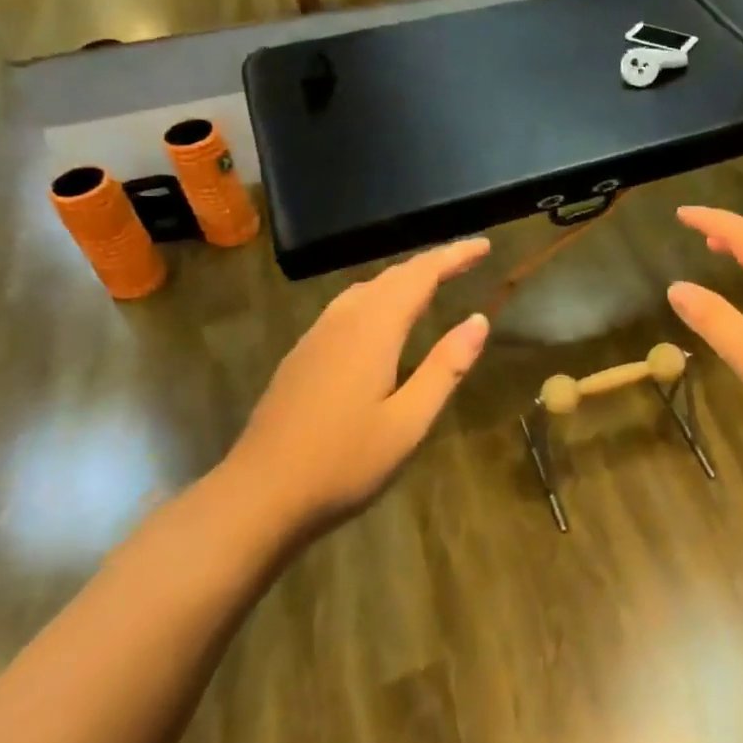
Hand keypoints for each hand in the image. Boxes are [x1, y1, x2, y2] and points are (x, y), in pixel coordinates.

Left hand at [224, 238, 491, 530]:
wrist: (258, 497)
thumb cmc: (343, 463)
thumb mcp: (409, 422)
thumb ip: (445, 367)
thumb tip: (479, 319)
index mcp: (373, 330)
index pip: (420, 276)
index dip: (453, 256)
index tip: (484, 245)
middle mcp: (342, 321)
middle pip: (392, 277)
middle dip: (432, 263)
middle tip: (467, 259)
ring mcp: (315, 337)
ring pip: (365, 290)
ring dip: (403, 279)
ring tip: (432, 283)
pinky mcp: (301, 356)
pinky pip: (347, 308)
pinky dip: (378, 297)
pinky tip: (382, 319)